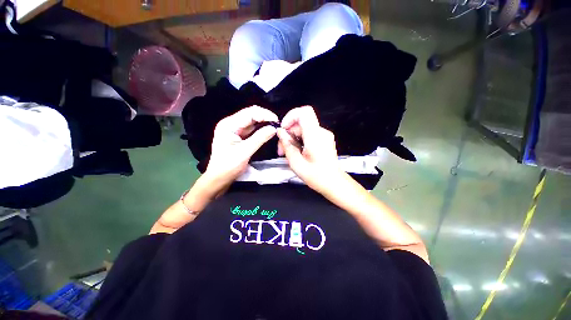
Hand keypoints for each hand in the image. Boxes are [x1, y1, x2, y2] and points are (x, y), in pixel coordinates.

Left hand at [204, 106, 277, 190]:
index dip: (265, 114)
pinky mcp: (238, 135)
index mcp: (228, 125)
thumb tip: (274, 128)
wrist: (219, 178)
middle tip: (278, 124)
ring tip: (275, 127)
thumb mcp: (244, 152)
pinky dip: (261, 129)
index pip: (249, 113)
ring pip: (252, 121)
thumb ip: (259, 138)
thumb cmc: (228, 166)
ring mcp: (235, 129)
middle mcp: (231, 123)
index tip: (277, 121)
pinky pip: (252, 129)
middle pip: (251, 114)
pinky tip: (268, 131)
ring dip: (264, 123)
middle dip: (265, 117)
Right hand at [277, 106, 345, 193]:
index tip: (283, 129)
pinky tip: (296, 152)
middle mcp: (321, 132)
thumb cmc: (317, 176)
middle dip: (288, 133)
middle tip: (282, 148)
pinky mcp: (324, 140)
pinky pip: (309, 134)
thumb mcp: (296, 163)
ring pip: (303, 129)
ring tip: (287, 153)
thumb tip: (280, 132)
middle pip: (301, 123)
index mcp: (315, 136)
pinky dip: (300, 140)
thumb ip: (287, 145)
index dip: (291, 116)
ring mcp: (324, 136)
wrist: (334, 183)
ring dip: (293, 138)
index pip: (304, 112)